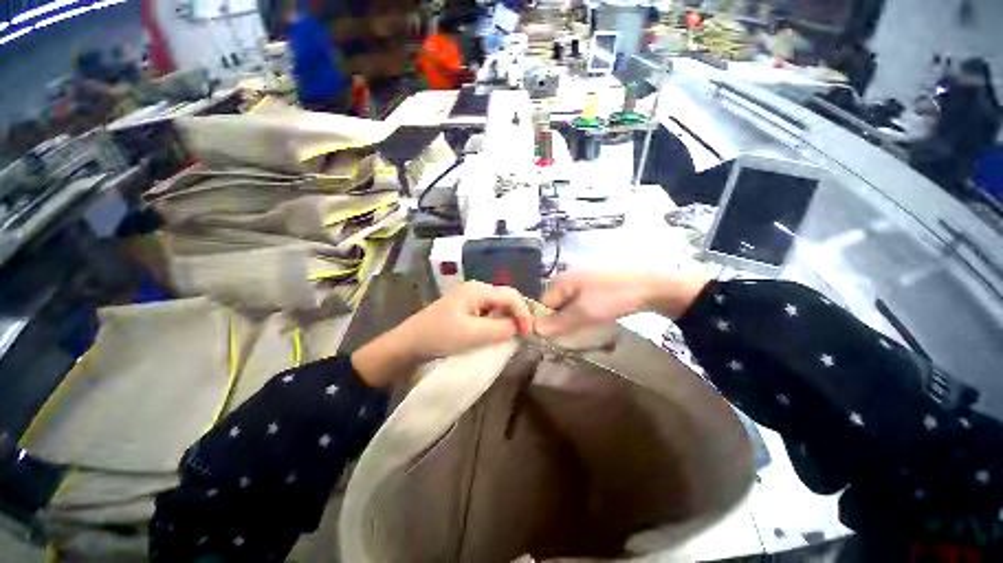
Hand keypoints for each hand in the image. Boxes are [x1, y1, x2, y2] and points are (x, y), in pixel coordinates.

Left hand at [352, 281, 531, 386]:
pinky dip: (497, 322)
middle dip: (518, 315)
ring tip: (513, 335)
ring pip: (498, 305)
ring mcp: (470, 298)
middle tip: (523, 334)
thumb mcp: (473, 334)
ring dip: (508, 319)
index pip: (511, 295)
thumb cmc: (440, 336)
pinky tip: (497, 333)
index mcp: (478, 289)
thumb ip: (500, 328)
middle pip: (506, 298)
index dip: (523, 313)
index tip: (528, 333)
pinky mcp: (466, 308)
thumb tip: (518, 327)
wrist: (409, 343)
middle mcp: (476, 289)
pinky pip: (489, 312)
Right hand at [534, 270, 708, 337]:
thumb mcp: (584, 312)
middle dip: (560, 321)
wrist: (651, 286)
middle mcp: (568, 279)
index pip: (542, 305)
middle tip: (571, 335)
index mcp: (561, 281)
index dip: (545, 322)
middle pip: (555, 305)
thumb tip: (534, 330)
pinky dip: (584, 313)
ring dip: (572, 319)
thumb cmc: (613, 298)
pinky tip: (594, 320)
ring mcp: (583, 281)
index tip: (554, 338)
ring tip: (584, 329)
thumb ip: (558, 322)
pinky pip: (581, 302)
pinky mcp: (596, 286)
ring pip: (569, 305)